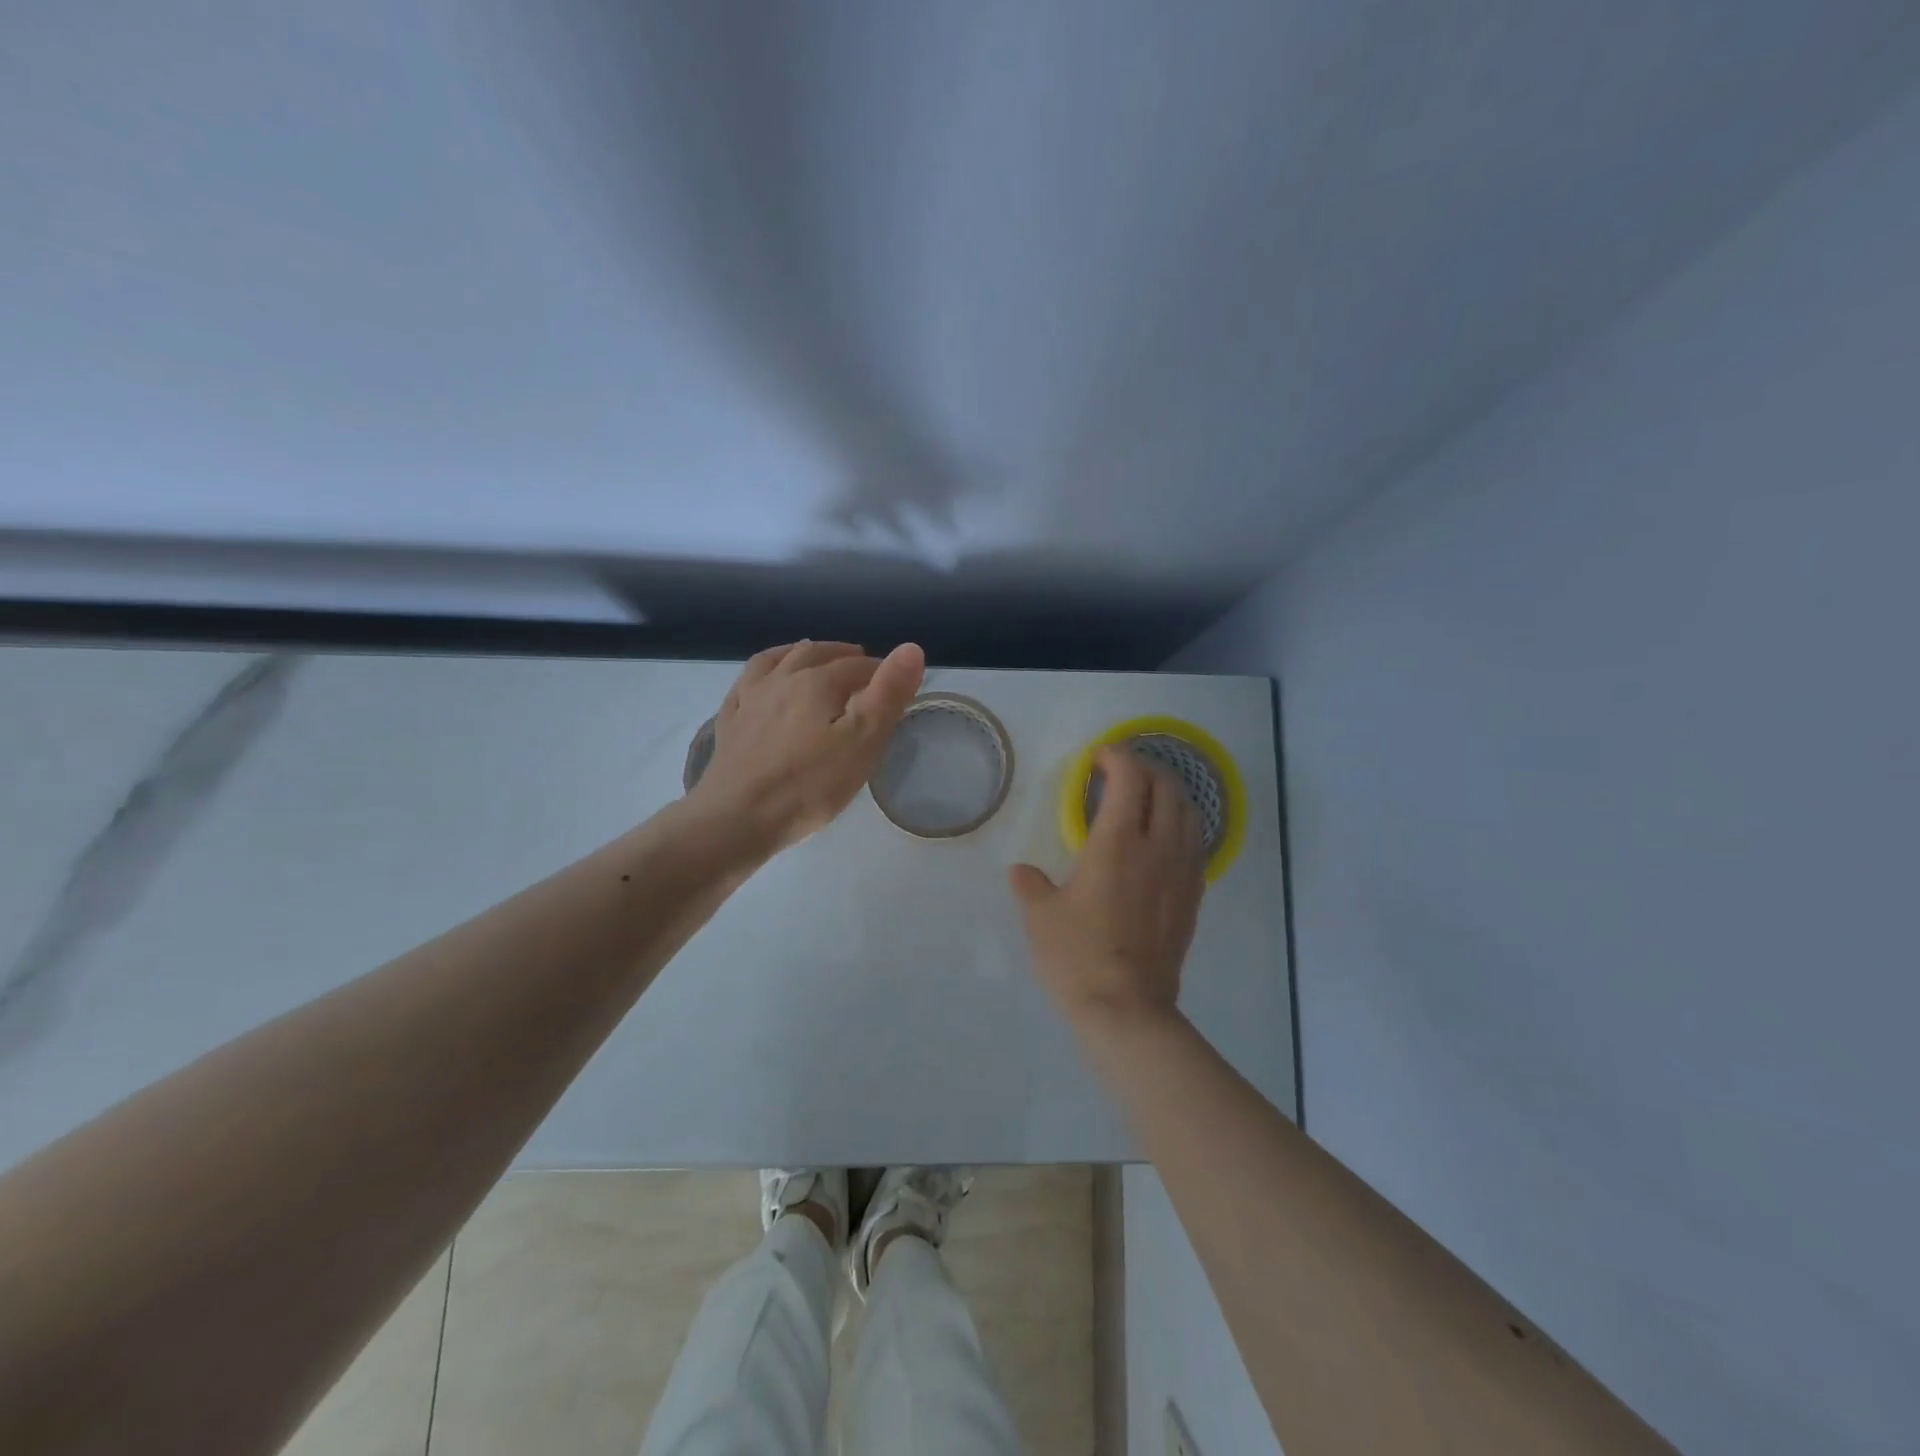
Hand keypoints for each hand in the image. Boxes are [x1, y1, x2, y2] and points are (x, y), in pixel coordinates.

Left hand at [689, 640, 924, 853]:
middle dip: (842, 655)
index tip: (896, 682)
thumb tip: (911, 648)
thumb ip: (888, 694)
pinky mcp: (729, 721)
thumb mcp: (862, 742)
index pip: (856, 665)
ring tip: (813, 655)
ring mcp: (750, 698)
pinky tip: (764, 681)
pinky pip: (747, 681)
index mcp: (817, 681)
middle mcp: (781, 678)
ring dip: (801, 652)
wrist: (737, 817)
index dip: (880, 670)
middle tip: (860, 663)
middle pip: (816, 654)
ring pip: (778, 660)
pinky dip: (765, 671)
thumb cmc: (809, 784)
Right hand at [1009, 746, 1206, 1027]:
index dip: (1117, 757)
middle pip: (1166, 787)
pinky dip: (1182, 824)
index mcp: (1117, 843)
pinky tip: (1165, 838)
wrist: (1128, 1010)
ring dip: (1169, 793)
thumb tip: (1022, 873)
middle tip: (1122, 772)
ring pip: (1189, 813)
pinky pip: (1196, 844)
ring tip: (1148, 796)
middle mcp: (1157, 848)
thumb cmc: (1078, 957)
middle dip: (1146, 768)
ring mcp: (1181, 872)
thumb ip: (1031, 885)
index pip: (1130, 778)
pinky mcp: (1193, 897)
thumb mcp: (1041, 917)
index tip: (1099, 758)